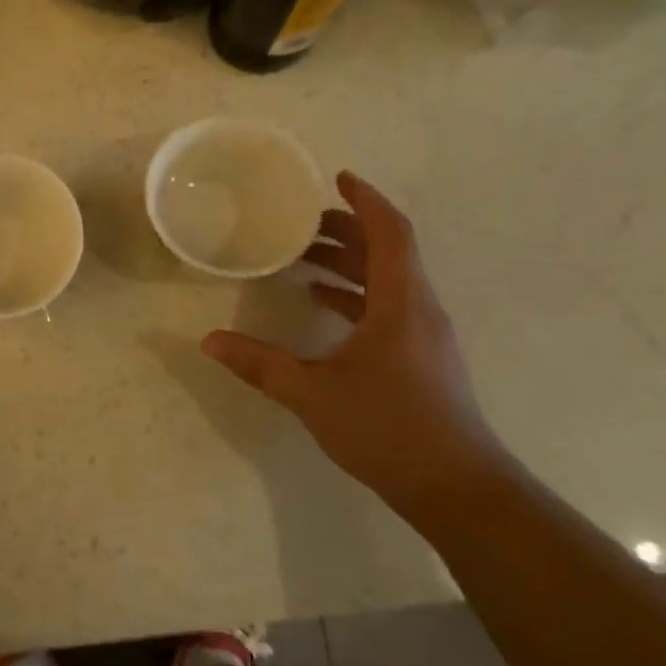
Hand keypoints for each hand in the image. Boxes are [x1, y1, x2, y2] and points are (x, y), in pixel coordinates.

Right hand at [202, 172, 510, 510]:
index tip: (337, 178)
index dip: (365, 200)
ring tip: (301, 258)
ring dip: (348, 262)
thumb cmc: (387, 428)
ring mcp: (424, 334)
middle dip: (346, 229)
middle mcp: (418, 309)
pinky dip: (355, 294)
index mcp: (400, 303)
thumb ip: (259, 364)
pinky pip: (388, 306)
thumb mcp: (311, 393)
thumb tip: (209, 340)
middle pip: (387, 251)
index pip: (390, 232)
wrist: (456, 487)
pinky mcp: (421, 357)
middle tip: (300, 221)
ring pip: (387, 279)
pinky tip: (321, 303)